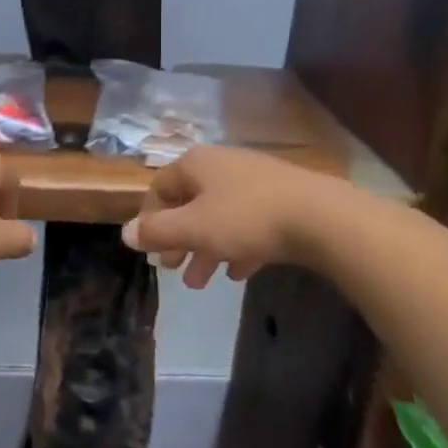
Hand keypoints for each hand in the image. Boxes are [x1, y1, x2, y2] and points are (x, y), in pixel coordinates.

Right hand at [121, 146, 329, 287]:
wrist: (321, 218)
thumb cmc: (246, 218)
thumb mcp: (194, 228)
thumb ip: (157, 232)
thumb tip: (125, 233)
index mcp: (197, 164)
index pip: (160, 188)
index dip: (149, 219)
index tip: (148, 249)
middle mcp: (222, 166)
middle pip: (189, 204)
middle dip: (178, 240)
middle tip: (172, 270)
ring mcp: (254, 182)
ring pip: (219, 217)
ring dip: (206, 249)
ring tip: (201, 283)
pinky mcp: (281, 200)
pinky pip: (249, 224)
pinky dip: (238, 246)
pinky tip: (240, 273)